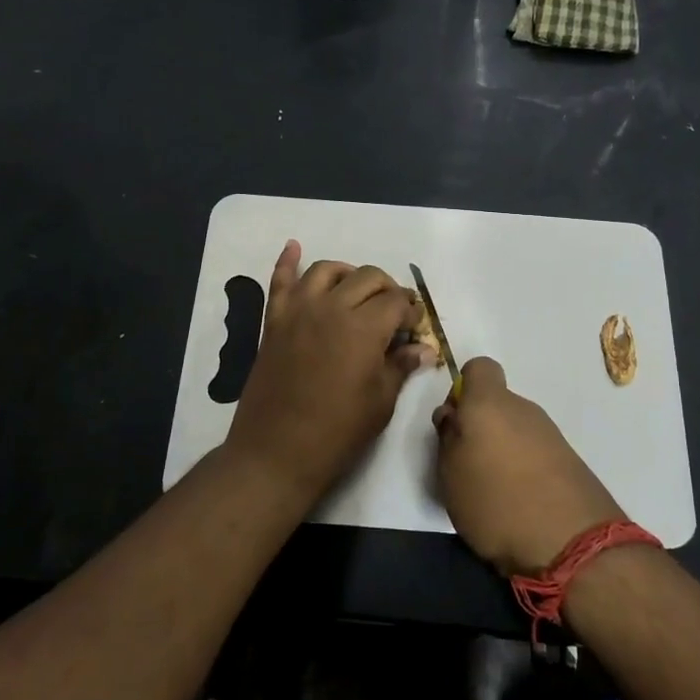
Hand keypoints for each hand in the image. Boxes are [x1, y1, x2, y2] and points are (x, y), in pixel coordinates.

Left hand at [225, 240, 427, 502]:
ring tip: (357, 292)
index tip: (415, 328)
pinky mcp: (274, 322)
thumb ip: (400, 366)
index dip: (411, 311)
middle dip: (386, 289)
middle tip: (394, 313)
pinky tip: (293, 247)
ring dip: (347, 274)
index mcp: (363, 328)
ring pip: (326, 270)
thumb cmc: (337, 432)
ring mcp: (298, 311)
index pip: (395, 302)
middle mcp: (331, 307)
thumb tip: (424, 349)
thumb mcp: (380, 402)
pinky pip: (280, 282)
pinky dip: (287, 262)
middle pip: (366, 277)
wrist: (276, 452)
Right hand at [433, 357, 622, 576]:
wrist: (573, 544)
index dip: (463, 389)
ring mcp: (551, 433)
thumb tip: (453, 417)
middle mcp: (523, 408)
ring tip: (494, 491)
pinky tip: (520, 503)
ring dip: (503, 450)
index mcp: (490, 403)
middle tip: (468, 465)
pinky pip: (536, 452)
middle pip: (496, 403)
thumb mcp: (451, 475)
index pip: (478, 368)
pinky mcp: (570, 460)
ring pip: (516, 429)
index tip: (455, 422)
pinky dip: (525, 468)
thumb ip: (447, 438)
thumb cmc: (497, 502)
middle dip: (480, 426)